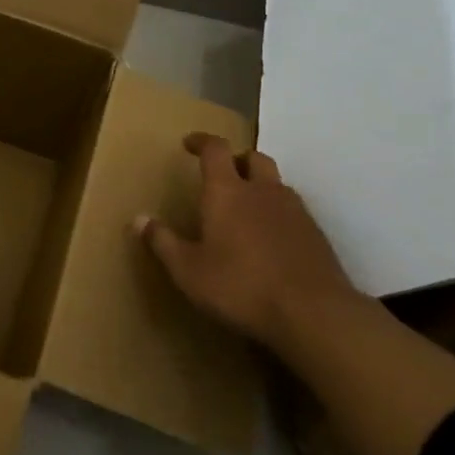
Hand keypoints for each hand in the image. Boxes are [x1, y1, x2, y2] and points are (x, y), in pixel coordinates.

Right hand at [135, 132, 359, 350]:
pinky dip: (279, 214)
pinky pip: (294, 210)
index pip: (215, 149)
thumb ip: (163, 243)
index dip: (201, 141)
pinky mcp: (316, 234)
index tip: (189, 143)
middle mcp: (262, 190)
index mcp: (227, 191)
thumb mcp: (189, 271)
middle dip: (237, 160)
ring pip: (276, 183)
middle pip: (253, 157)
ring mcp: (294, 210)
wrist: (314, 313)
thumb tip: (138, 219)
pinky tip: (272, 240)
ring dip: (260, 186)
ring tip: (247, 209)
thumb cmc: (241, 286)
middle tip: (223, 175)